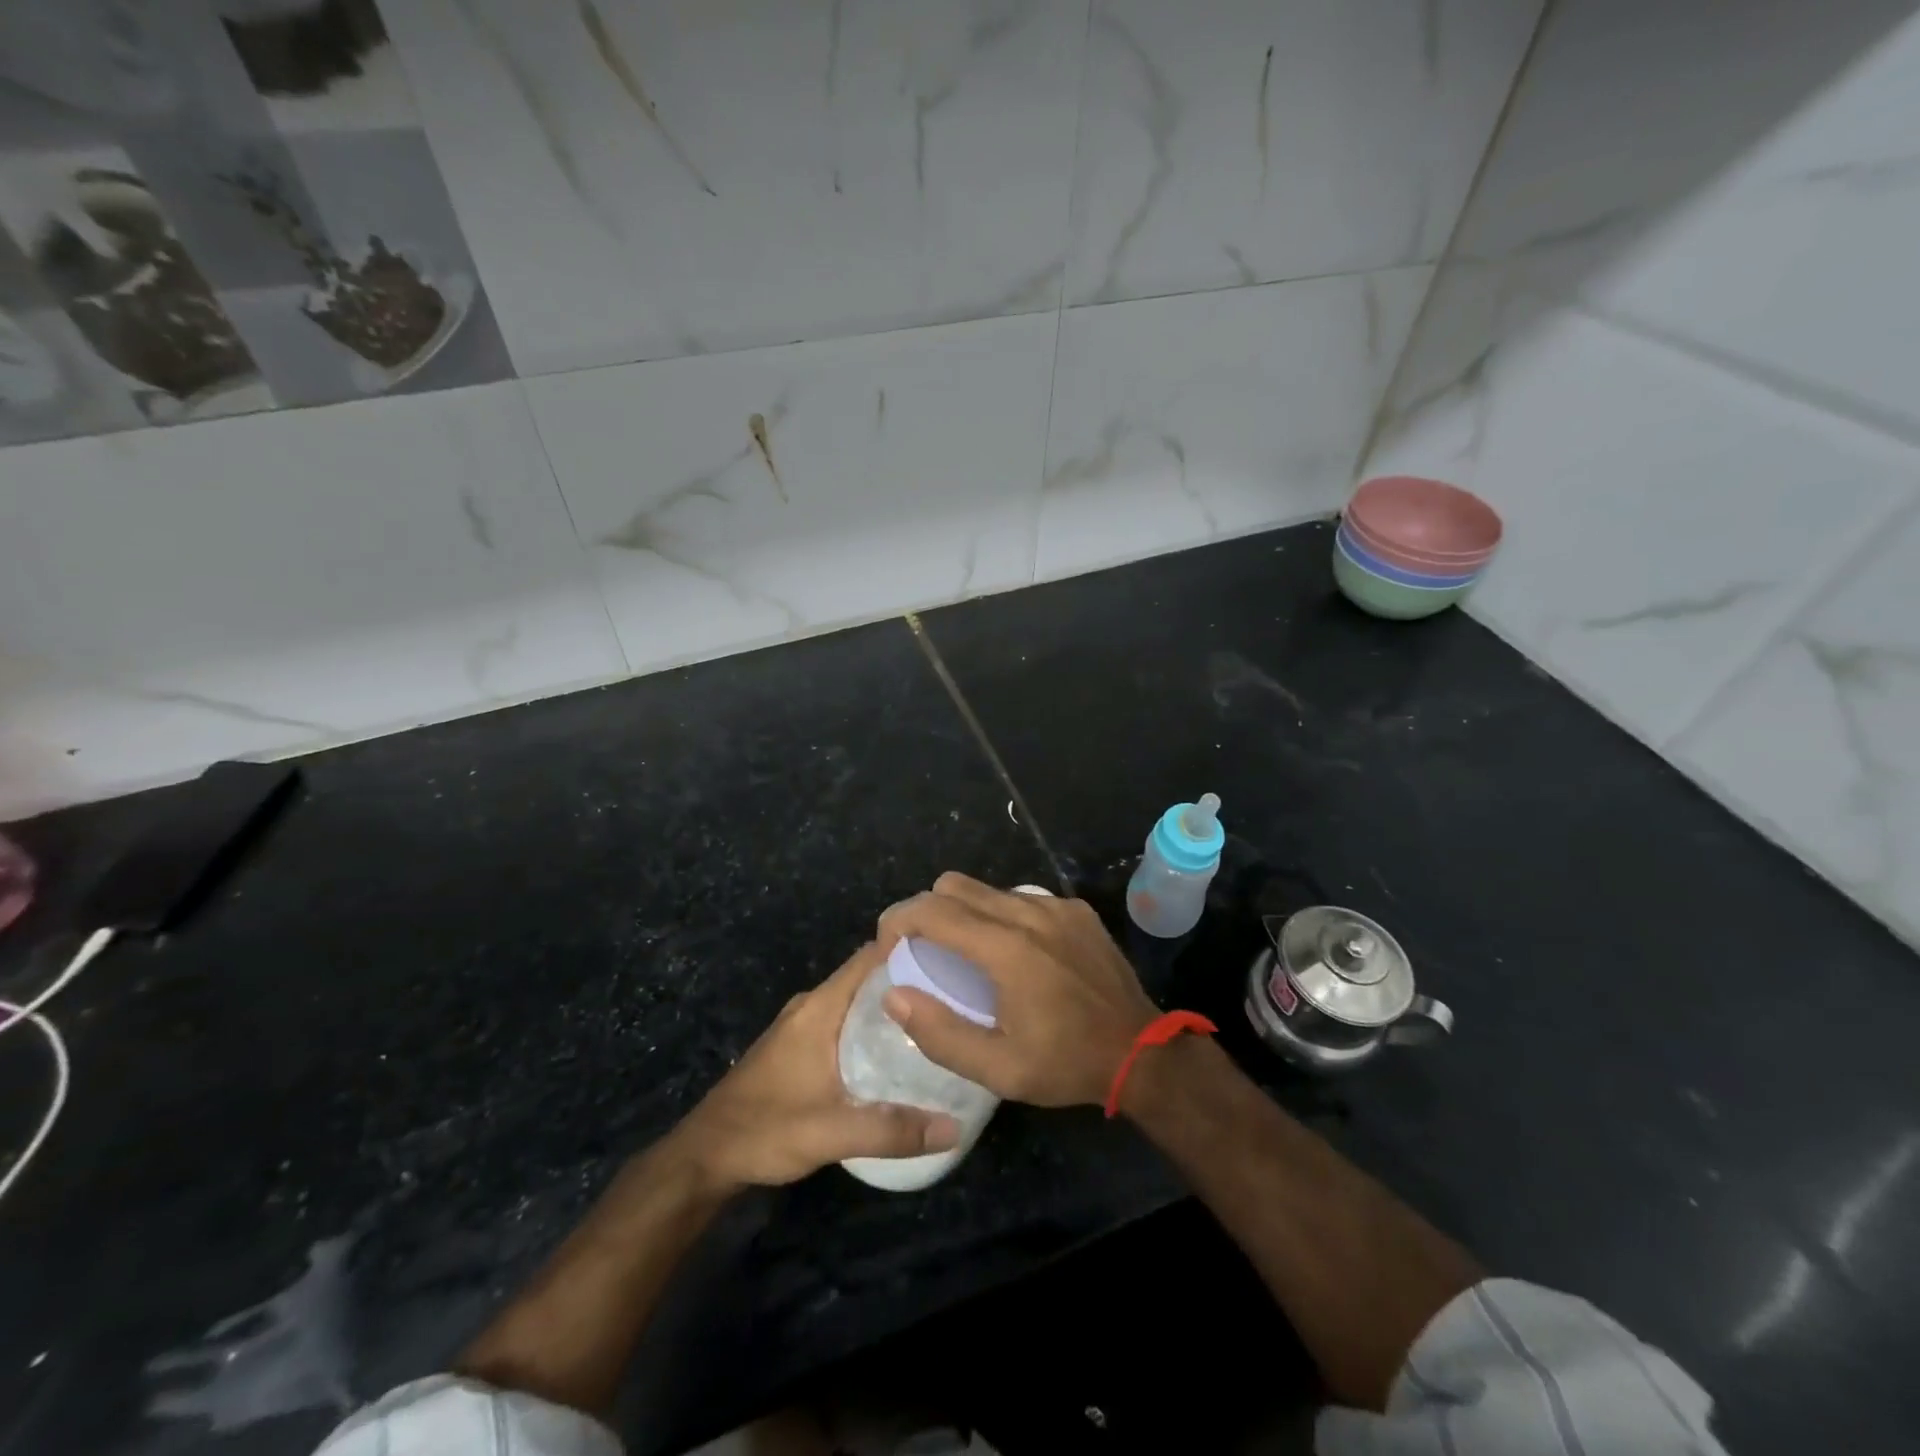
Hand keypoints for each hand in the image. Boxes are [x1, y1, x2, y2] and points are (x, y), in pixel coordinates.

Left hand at [669, 942, 960, 1192]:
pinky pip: (847, 1020)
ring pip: (858, 1001)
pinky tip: (899, 1052)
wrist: (705, 1157)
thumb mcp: (830, 1133)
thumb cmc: (764, 1131)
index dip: (910, 949)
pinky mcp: (799, 1045)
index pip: (871, 956)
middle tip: (956, 995)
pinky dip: (874, 1026)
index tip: (952, 957)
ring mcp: (803, 1025)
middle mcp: (812, 1005)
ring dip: (892, 1006)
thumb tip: (955, 1127)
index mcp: (819, 1007)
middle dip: (910, 981)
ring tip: (938, 1021)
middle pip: (869, 976)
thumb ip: (892, 1130)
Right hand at [876, 873, 1157, 1107]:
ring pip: (988, 889)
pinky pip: (1022, 899)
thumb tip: (894, 995)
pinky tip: (1015, 954)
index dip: (898, 920)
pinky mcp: (1075, 909)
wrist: (1142, 1051)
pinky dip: (1001, 916)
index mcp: (1006, 948)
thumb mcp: (998, 1069)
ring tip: (967, 955)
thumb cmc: (1066, 1063)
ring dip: (964, 912)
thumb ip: (939, 1032)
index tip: (888, 947)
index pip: (932, 910)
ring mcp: (1056, 906)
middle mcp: (1028, 913)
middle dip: (926, 910)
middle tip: (923, 950)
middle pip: (954, 885)